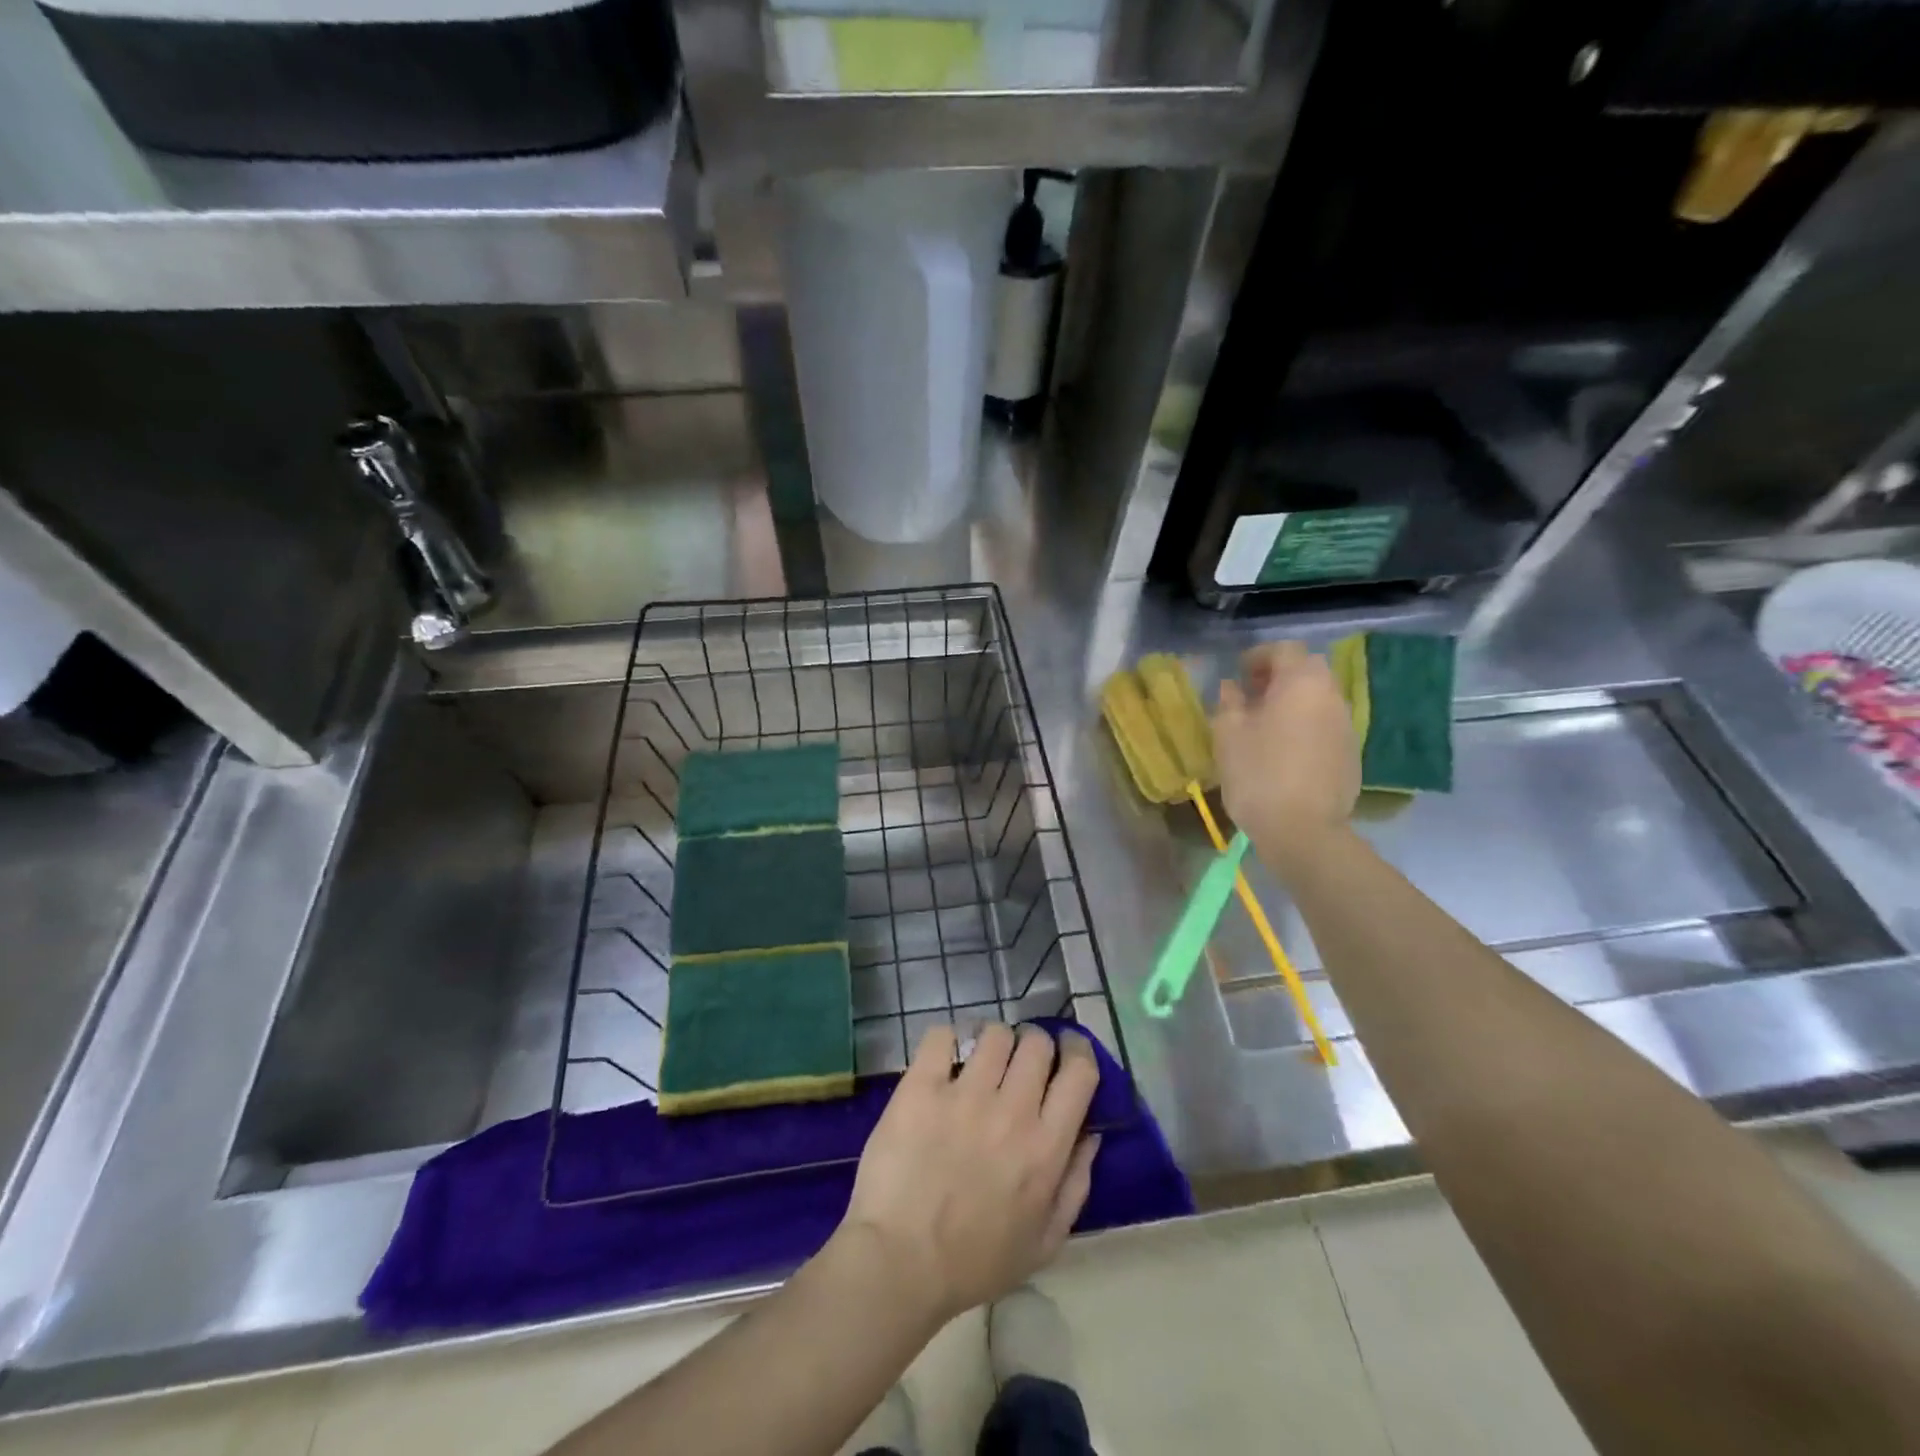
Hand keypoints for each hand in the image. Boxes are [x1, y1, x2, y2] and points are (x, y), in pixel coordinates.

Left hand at [838, 1024, 1100, 1325]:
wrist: (899, 1264)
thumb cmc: (975, 1262)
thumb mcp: (1045, 1242)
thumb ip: (1075, 1184)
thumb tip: (1091, 1133)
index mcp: (1046, 1147)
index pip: (1079, 1071)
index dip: (1078, 1050)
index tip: (1069, 1050)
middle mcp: (1012, 1110)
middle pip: (1036, 1043)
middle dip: (1034, 1045)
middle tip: (1020, 1062)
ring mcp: (964, 1094)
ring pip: (994, 1033)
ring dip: (993, 1042)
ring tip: (981, 1060)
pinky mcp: (921, 1087)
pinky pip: (942, 1036)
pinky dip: (948, 1040)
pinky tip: (945, 1058)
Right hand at [1214, 640, 1360, 864]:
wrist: (1303, 830)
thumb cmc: (1258, 774)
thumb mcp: (1228, 734)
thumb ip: (1229, 703)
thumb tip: (1231, 688)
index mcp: (1301, 683)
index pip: (1284, 650)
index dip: (1258, 656)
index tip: (1237, 674)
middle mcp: (1331, 696)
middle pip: (1307, 670)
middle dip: (1279, 676)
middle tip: (1251, 696)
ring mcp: (1346, 726)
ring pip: (1319, 699)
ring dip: (1293, 702)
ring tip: (1265, 725)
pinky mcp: (1351, 754)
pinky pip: (1325, 725)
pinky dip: (1305, 725)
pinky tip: (1285, 751)